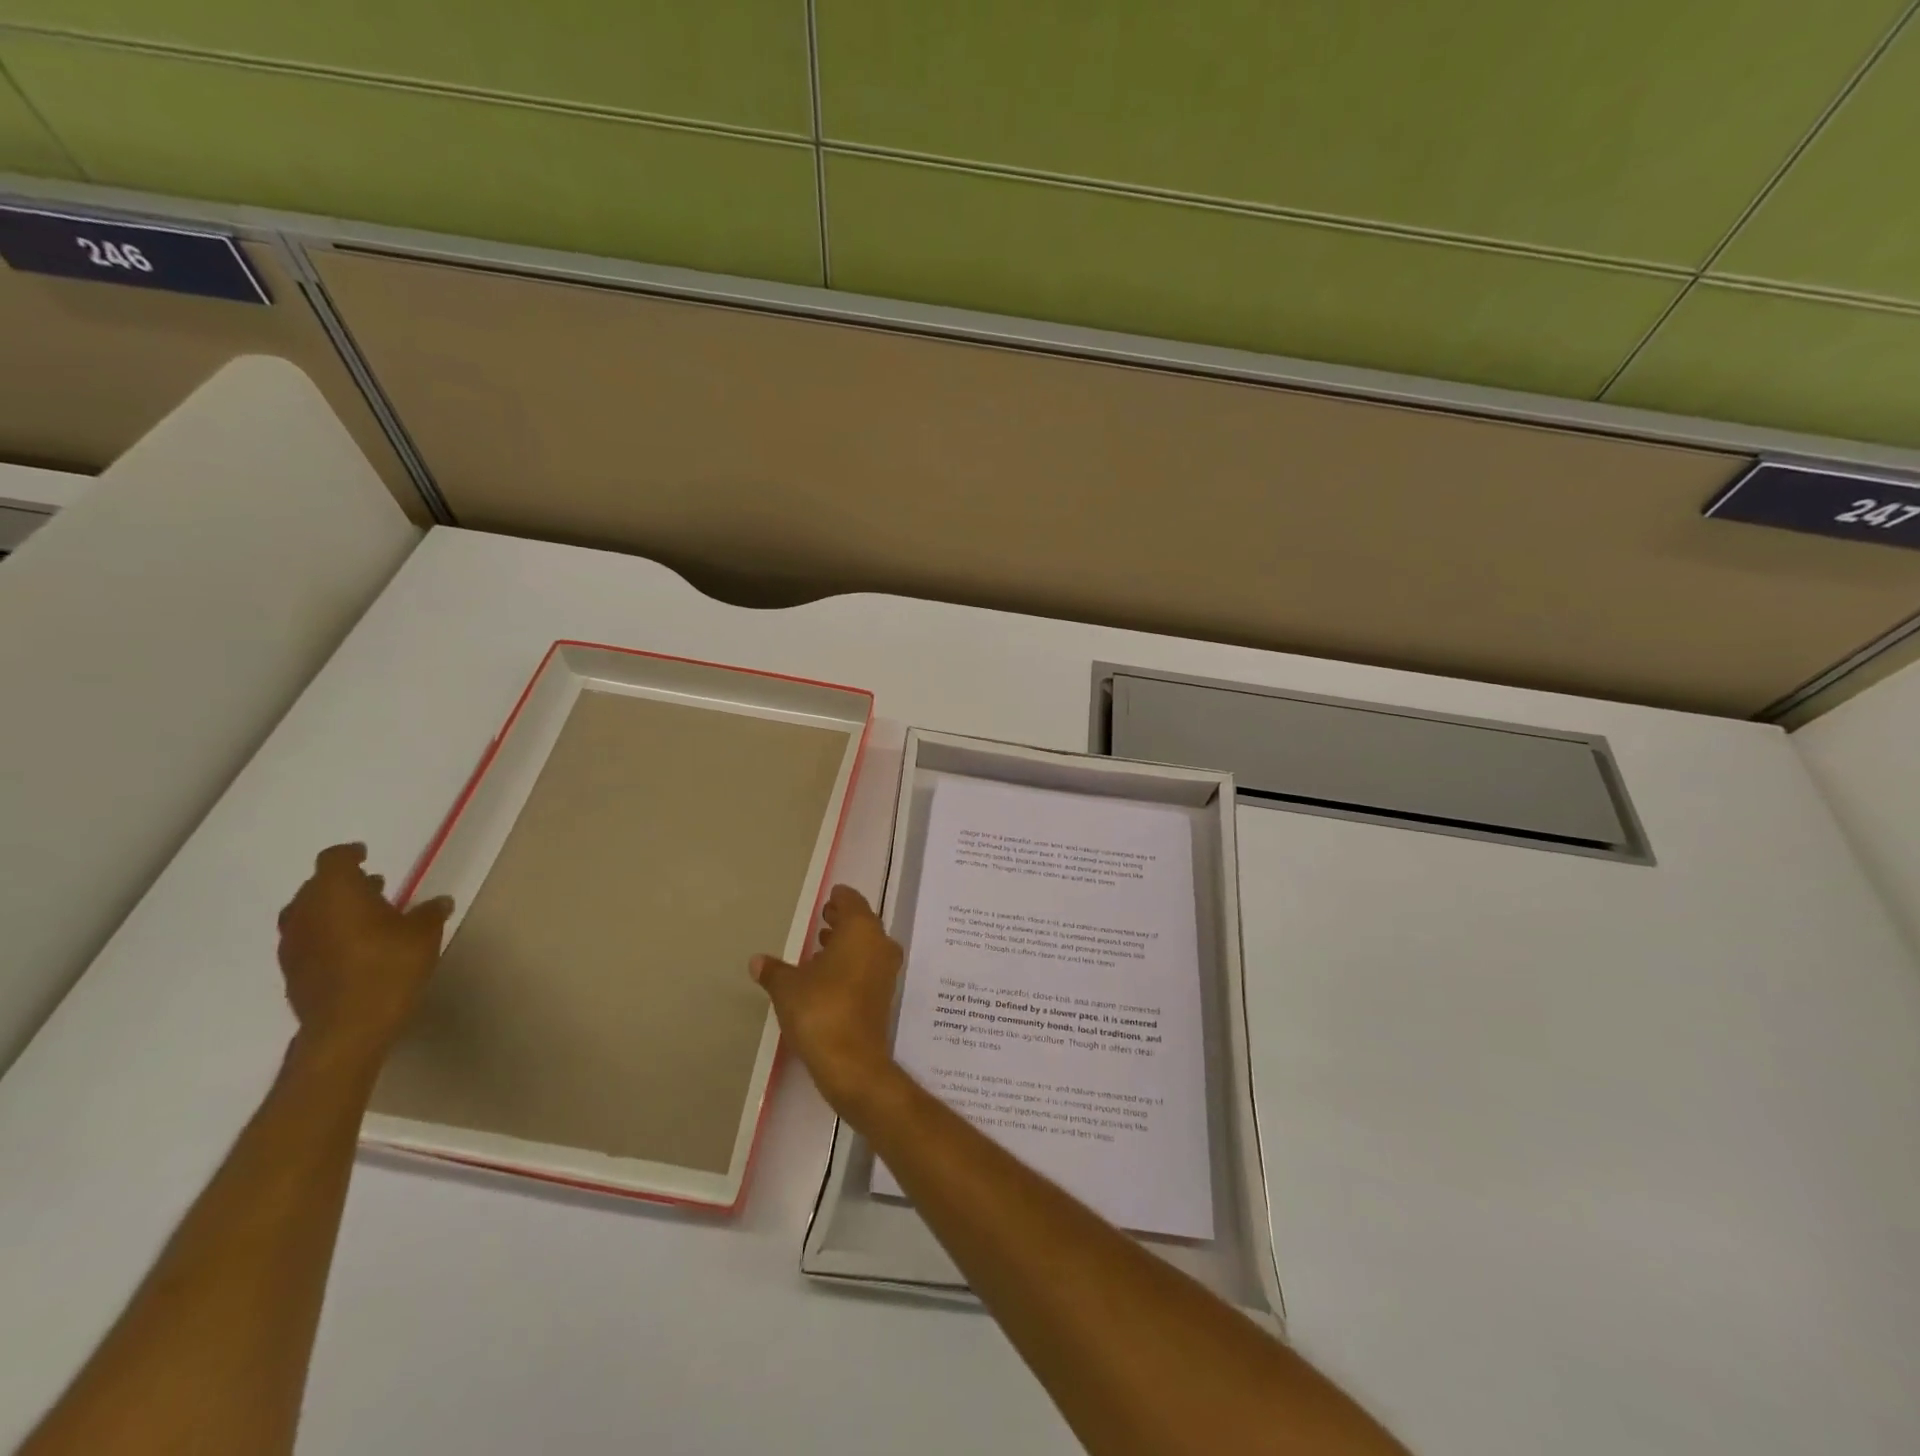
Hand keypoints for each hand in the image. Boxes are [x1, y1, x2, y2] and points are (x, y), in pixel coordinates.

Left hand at [276, 843, 452, 1069]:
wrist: (347, 1028)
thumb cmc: (389, 968)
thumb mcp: (424, 934)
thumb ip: (429, 913)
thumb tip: (438, 902)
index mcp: (336, 893)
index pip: (334, 859)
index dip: (350, 854)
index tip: (366, 854)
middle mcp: (306, 912)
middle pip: (316, 886)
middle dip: (342, 883)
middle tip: (373, 887)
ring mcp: (293, 943)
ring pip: (307, 913)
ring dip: (331, 910)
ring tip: (363, 917)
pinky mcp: (291, 971)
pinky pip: (307, 939)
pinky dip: (325, 934)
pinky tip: (351, 947)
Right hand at [751, 885, 904, 1118]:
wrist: (851, 1061)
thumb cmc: (819, 1010)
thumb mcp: (787, 987)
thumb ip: (773, 970)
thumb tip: (756, 960)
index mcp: (861, 930)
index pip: (853, 902)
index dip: (840, 898)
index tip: (829, 897)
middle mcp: (880, 944)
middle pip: (863, 922)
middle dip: (843, 919)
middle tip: (823, 917)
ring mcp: (886, 971)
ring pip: (867, 945)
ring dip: (847, 942)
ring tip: (821, 945)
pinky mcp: (884, 995)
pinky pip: (868, 966)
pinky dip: (852, 962)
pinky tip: (829, 974)